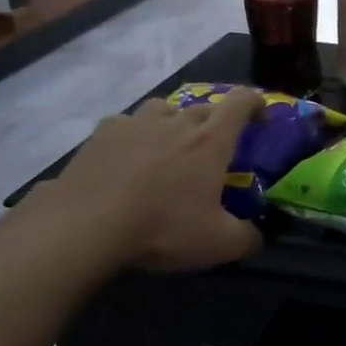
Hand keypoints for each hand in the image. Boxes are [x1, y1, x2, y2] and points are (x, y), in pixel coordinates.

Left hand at [28, 89, 265, 273]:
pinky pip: (126, 124)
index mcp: (210, 140)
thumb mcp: (218, 244)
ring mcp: (135, 124)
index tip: (261, 118)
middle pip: (203, 106)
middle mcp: (176, 122)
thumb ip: (246, 238)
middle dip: (215, 121)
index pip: (241, 102)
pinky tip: (127, 159)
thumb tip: (256, 237)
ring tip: (168, 146)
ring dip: (173, 121)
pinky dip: (134, 135)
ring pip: (163, 108)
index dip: (256, 103)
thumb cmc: (163, 227)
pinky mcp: (100, 134)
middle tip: (213, 149)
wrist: (85, 225)